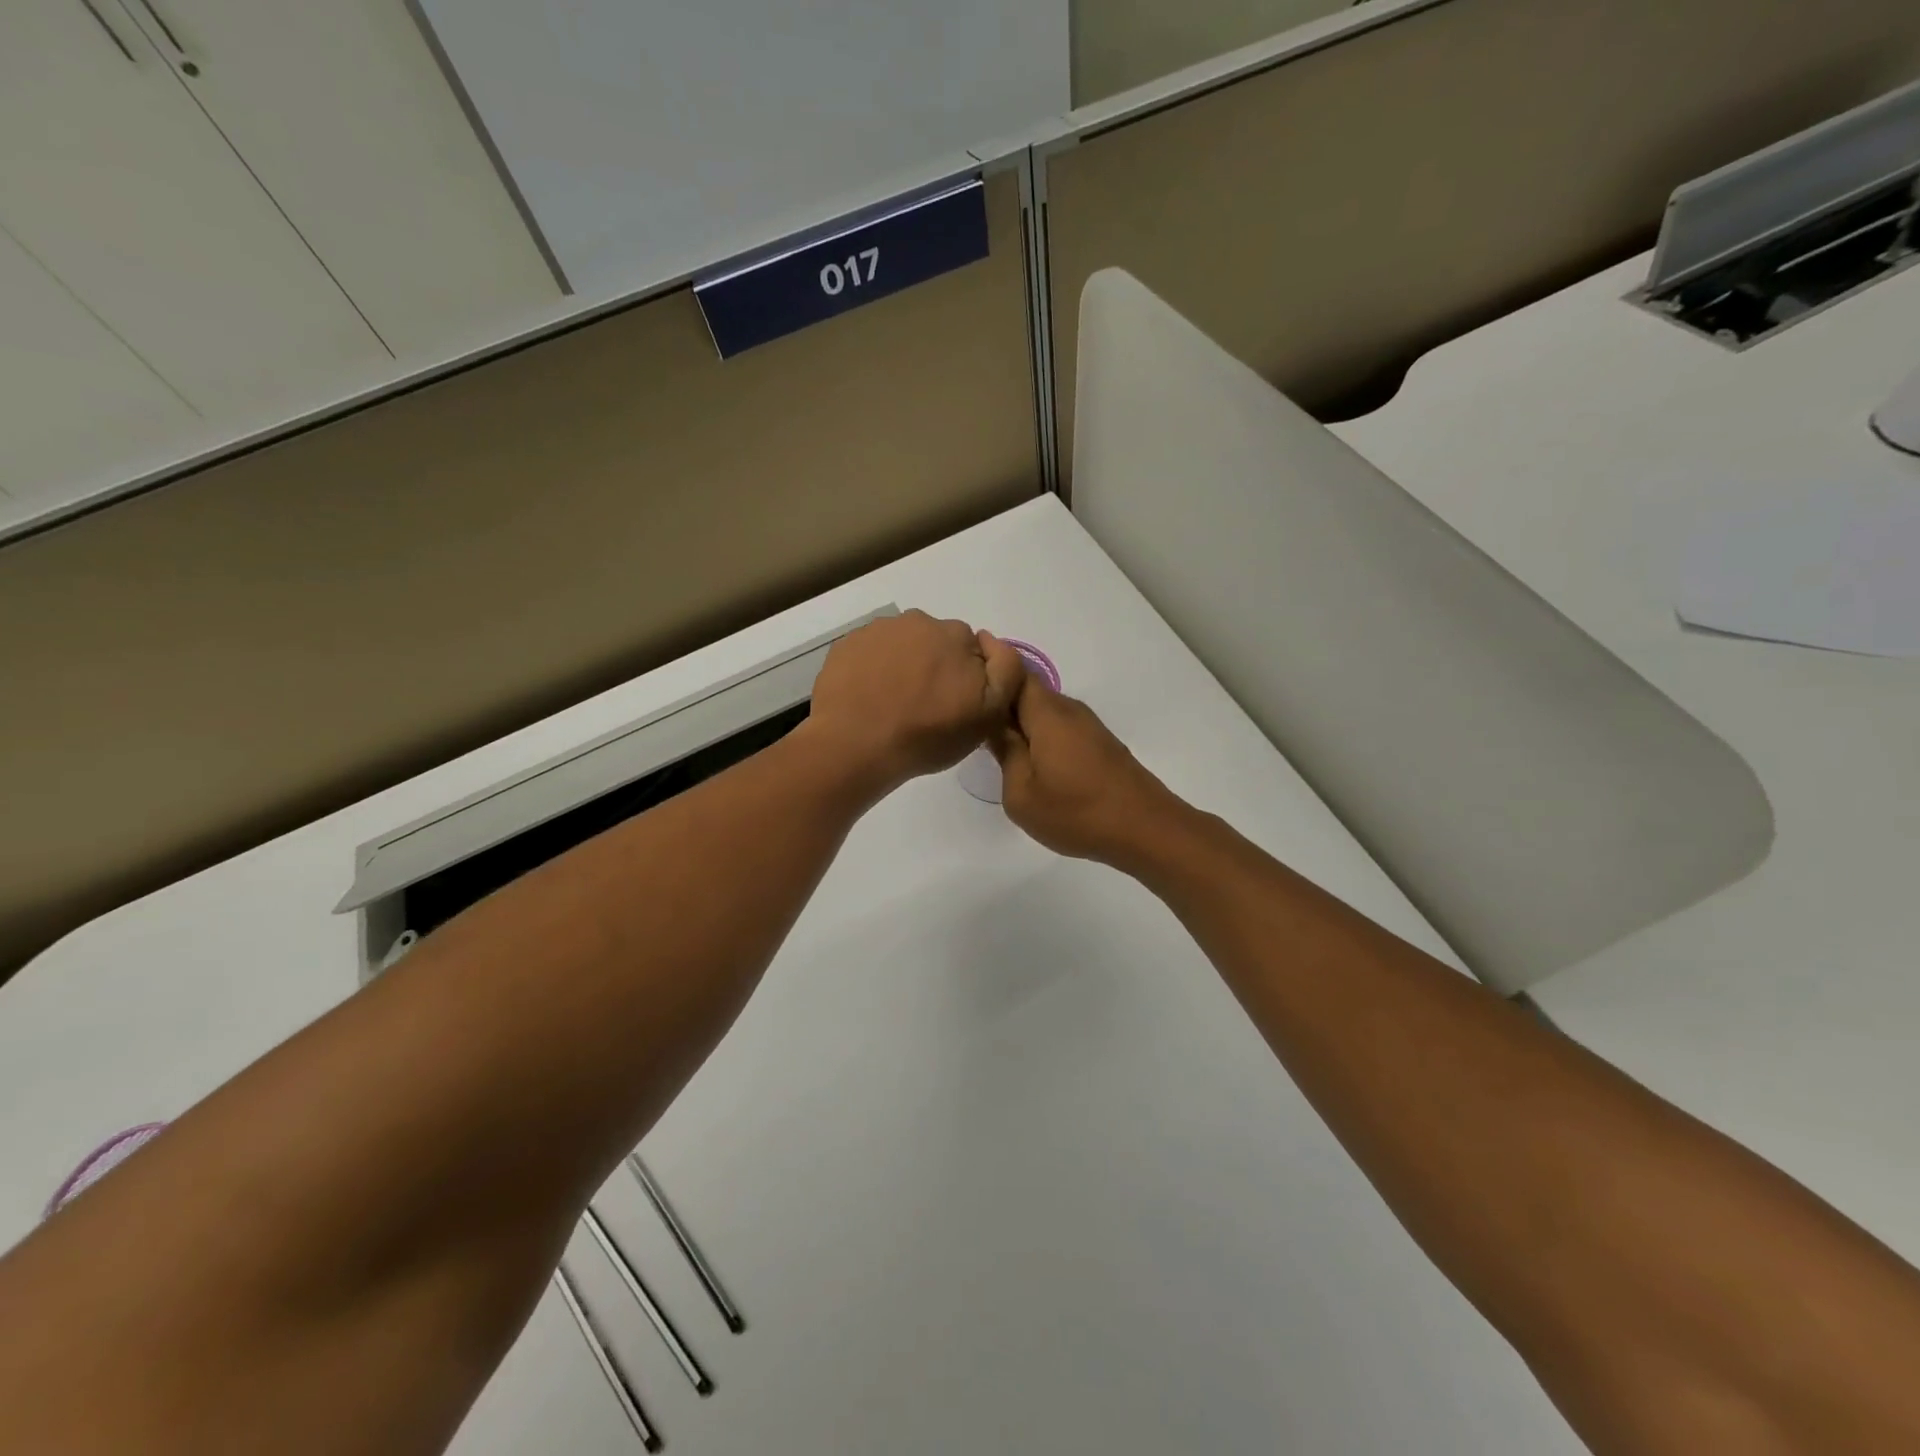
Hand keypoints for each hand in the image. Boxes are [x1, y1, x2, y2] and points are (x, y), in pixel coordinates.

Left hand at [804, 610, 1025, 797]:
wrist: (856, 744)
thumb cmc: (927, 733)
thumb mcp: (988, 712)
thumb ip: (1006, 670)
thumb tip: (993, 644)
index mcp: (955, 634)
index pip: (972, 650)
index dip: (968, 678)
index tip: (956, 704)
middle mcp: (918, 621)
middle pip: (935, 643)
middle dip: (935, 667)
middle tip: (925, 707)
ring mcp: (878, 630)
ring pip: (901, 645)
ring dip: (903, 666)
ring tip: (894, 705)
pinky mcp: (847, 645)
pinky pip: (870, 653)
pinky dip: (873, 670)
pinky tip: (869, 698)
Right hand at [989, 668, 1184, 870]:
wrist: (1145, 829)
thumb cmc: (1076, 812)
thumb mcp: (1021, 793)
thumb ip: (1005, 753)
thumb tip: (994, 727)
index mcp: (1046, 713)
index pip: (1012, 672)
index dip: (988, 673)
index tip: (965, 690)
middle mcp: (1068, 709)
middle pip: (1028, 691)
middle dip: (1001, 702)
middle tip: (973, 726)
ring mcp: (1088, 726)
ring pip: (1045, 712)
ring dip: (1022, 723)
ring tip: (998, 748)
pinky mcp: (1100, 744)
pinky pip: (1060, 728)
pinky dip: (1041, 737)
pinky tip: (1033, 763)